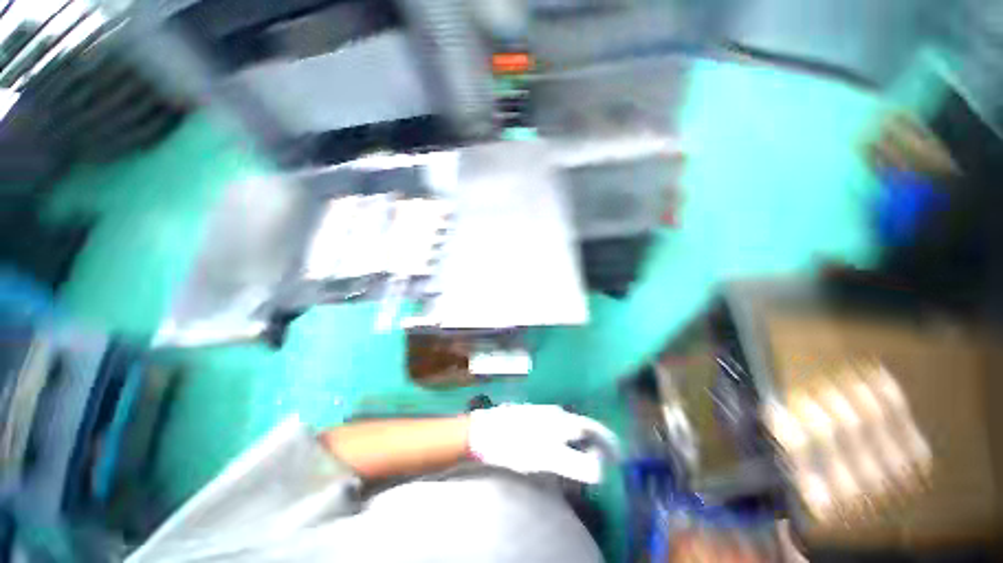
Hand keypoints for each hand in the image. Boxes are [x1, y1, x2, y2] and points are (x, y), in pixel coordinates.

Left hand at [467, 404, 618, 483]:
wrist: (486, 431)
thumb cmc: (517, 444)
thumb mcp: (548, 457)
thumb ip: (575, 463)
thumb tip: (600, 469)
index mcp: (563, 420)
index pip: (594, 428)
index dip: (608, 441)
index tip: (618, 456)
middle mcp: (556, 413)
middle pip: (583, 427)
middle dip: (596, 443)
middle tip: (602, 463)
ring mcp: (543, 414)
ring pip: (569, 427)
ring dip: (581, 442)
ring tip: (584, 459)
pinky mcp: (533, 419)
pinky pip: (557, 428)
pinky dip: (566, 441)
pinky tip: (560, 451)